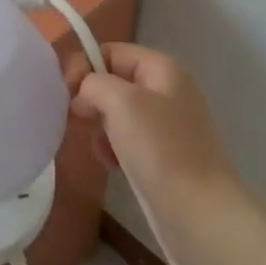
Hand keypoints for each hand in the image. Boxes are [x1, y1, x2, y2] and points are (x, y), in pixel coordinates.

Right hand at [63, 43, 242, 222]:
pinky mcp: (163, 154)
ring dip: (100, 128)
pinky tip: (112, 165)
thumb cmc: (160, 149)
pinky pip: (127, 139)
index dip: (84, 66)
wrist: (200, 212)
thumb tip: (84, 95)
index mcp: (162, 68)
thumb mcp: (121, 102)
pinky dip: (113, 148)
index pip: (110, 51)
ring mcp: (167, 124)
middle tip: (80, 122)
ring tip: (102, 149)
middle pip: (113, 81)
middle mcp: (166, 90)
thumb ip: (93, 83)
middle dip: (91, 100)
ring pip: (116, 113)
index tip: (66, 93)